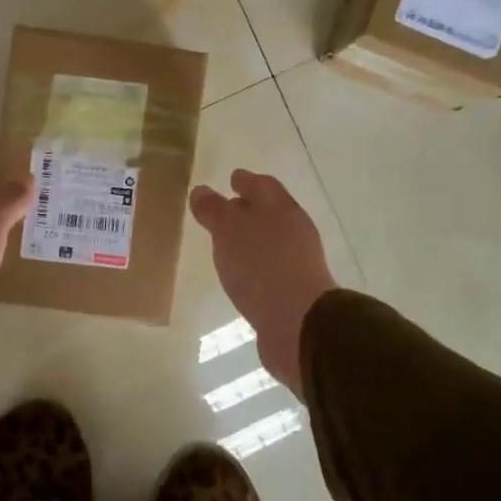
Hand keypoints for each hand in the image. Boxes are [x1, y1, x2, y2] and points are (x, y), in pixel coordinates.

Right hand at [189, 170, 337, 389]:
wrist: (299, 323)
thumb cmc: (261, 266)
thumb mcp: (229, 230)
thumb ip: (214, 210)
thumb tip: (201, 191)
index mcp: (281, 209)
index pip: (263, 186)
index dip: (246, 180)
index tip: (232, 178)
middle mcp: (294, 231)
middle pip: (270, 212)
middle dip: (249, 209)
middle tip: (225, 211)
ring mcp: (297, 263)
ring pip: (271, 242)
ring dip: (251, 240)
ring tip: (227, 245)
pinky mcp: (293, 292)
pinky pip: (270, 269)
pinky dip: (255, 266)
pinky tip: (241, 276)